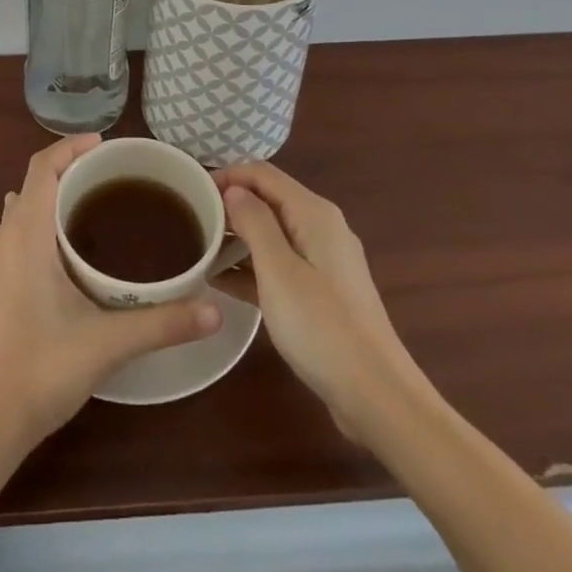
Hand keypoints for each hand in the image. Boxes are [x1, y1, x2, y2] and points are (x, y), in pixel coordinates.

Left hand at [0, 135, 221, 451]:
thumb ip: (162, 324)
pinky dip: (42, 221)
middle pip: (34, 182)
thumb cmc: (41, 370)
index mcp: (25, 234)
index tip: (106, 145)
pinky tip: (71, 251)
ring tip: (96, 206)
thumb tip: (215, 311)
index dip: (71, 147)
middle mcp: (4, 236)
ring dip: (54, 196)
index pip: (43, 166)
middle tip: (115, 177)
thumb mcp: (107, 344)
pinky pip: (18, 230)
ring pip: (24, 207)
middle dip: (71, 170)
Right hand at [215, 163, 421, 437]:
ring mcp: (325, 261)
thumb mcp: (278, 271)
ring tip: (200, 250)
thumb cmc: (322, 327)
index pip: (262, 173)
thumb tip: (234, 190)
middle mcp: (322, 227)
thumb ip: (254, 222)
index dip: (227, 175)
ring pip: (273, 233)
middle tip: (192, 221)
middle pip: (269, 200)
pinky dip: (253, 266)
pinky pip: (281, 264)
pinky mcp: (323, 292)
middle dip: (230, 205)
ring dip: (238, 238)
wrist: (378, 397)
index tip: (192, 191)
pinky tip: (222, 282)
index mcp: (314, 213)